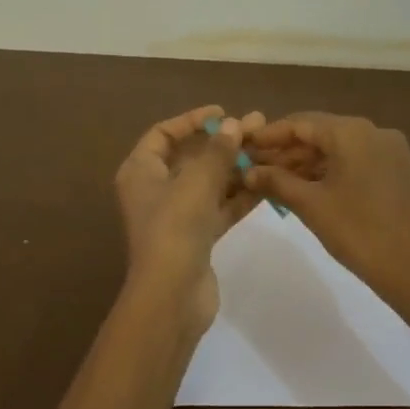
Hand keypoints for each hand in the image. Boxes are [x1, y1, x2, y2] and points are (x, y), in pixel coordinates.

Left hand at [114, 105, 265, 332]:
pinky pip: (219, 207)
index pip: (163, 134)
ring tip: (268, 151)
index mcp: (141, 171)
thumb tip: (233, 125)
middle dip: (223, 143)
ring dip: (236, 168)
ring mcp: (177, 215)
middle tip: (257, 127)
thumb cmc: (175, 229)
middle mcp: (155, 190)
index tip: (223, 113)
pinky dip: (239, 195)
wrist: (172, 295)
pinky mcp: (197, 237)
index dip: (192, 120)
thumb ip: (217, 151)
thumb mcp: (196, 182)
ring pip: (209, 183)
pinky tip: (267, 183)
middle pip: (191, 157)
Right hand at [243, 112, 409, 313]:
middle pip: (321, 134)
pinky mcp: (400, 172)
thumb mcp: (311, 206)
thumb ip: (276, 182)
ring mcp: (392, 152)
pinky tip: (309, 190)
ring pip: (340, 150)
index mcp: (353, 132)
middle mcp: (375, 132)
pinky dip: (332, 172)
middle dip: (287, 151)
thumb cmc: (360, 233)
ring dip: (308, 164)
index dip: (270, 135)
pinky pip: (357, 163)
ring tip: (276, 183)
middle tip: (255, 169)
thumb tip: (248, 171)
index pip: (301, 123)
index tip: (244, 147)